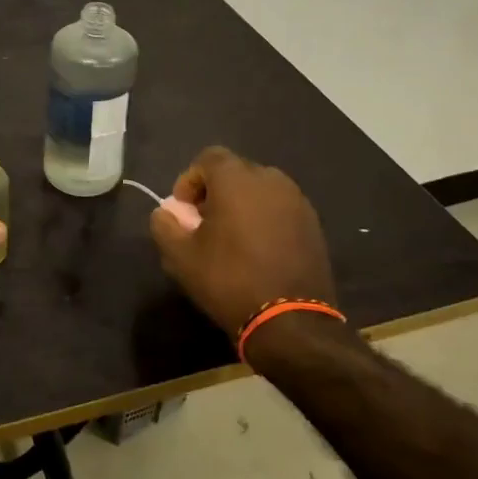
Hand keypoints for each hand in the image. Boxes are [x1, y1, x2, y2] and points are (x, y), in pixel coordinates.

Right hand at [148, 147, 336, 347]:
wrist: (289, 320)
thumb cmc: (228, 280)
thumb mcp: (180, 256)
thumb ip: (164, 225)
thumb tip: (166, 213)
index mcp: (236, 179)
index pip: (208, 158)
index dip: (190, 180)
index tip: (184, 211)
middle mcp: (270, 179)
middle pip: (235, 172)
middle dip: (215, 192)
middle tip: (204, 224)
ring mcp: (297, 201)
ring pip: (260, 190)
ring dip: (242, 205)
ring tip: (232, 238)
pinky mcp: (313, 223)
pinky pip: (280, 209)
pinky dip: (264, 219)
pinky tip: (258, 250)